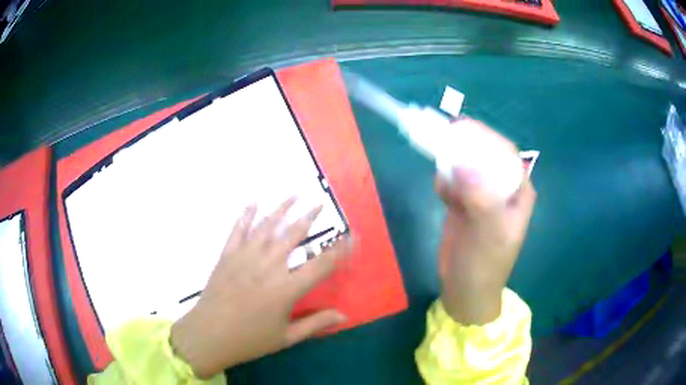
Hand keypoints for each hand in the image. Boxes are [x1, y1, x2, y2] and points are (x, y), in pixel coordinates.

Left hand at [170, 198, 353, 378]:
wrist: (209, 335)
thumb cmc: (250, 340)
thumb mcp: (287, 337)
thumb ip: (316, 323)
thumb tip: (344, 316)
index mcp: (286, 289)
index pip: (321, 265)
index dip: (339, 250)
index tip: (351, 237)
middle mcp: (268, 267)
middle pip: (293, 236)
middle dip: (309, 217)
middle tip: (319, 203)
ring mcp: (245, 257)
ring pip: (267, 226)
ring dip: (282, 208)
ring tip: (294, 194)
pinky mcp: (227, 255)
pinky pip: (239, 229)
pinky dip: (247, 214)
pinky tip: (254, 202)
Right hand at [435, 121, 535, 325]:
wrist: (465, 289)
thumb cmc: (485, 264)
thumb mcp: (488, 231)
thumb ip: (480, 196)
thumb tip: (462, 162)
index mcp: (518, 191)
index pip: (505, 154)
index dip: (485, 137)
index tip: (461, 127)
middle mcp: (502, 189)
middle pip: (483, 156)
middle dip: (464, 149)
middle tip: (442, 143)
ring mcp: (482, 195)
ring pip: (465, 167)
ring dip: (452, 168)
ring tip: (447, 189)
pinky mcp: (464, 203)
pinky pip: (453, 182)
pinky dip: (445, 184)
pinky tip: (444, 198)